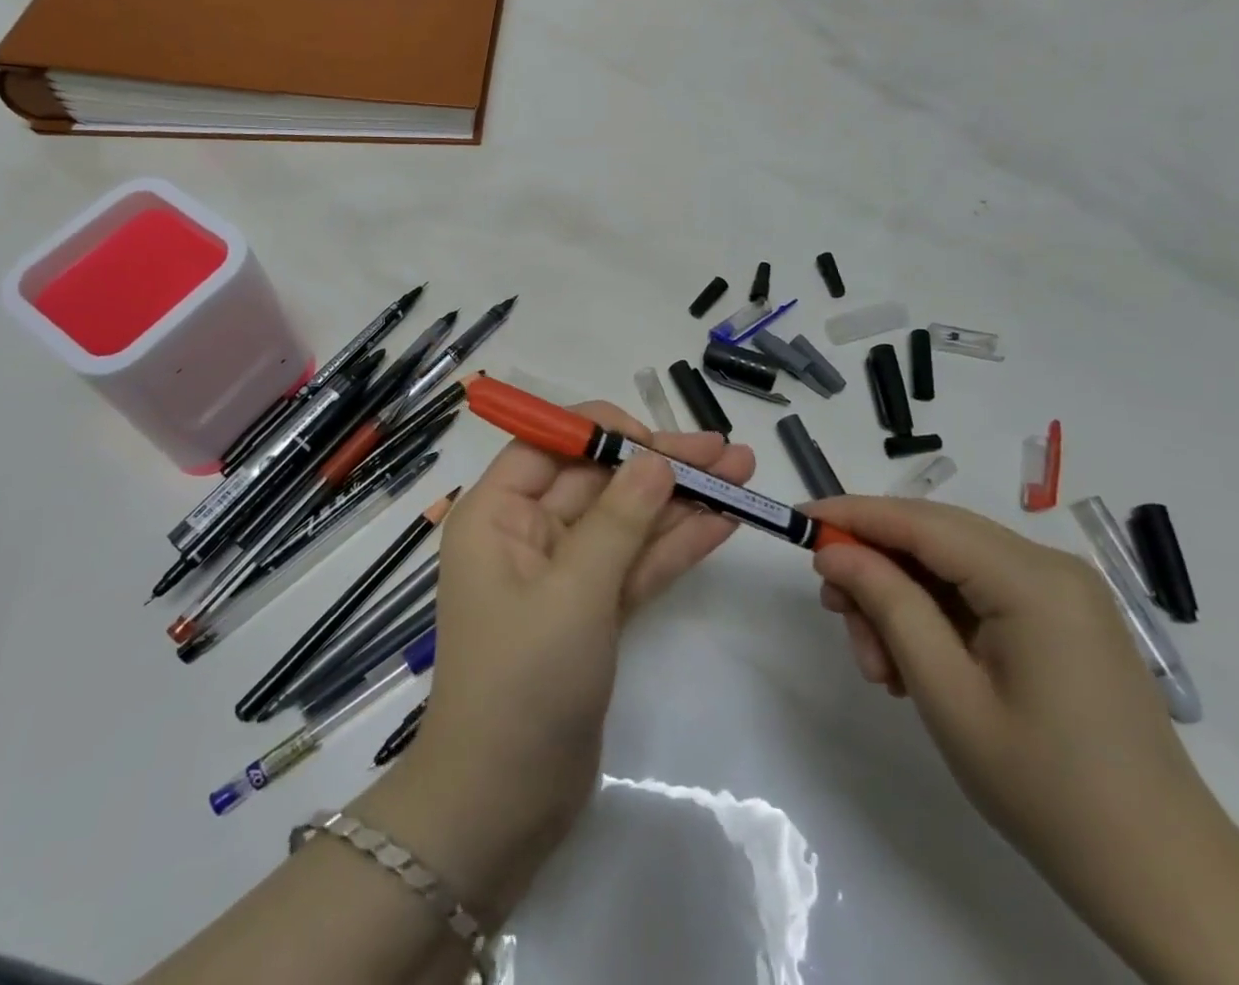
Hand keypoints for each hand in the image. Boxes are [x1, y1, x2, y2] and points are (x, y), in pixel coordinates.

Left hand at [354, 404, 748, 919]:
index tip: (659, 439)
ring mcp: (562, 574)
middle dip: (660, 465)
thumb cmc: (523, 683)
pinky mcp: (591, 611)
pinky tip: (723, 522)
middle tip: (727, 451)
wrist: (504, 805)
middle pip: (597, 481)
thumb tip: (656, 457)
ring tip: (743, 473)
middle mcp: (525, 533)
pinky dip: (675, 545)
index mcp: (496, 514)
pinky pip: (634, 565)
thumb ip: (619, 520)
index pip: (549, 446)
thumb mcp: (573, 592)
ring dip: (680, 500)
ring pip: (625, 521)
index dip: (603, 433)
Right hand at [807, 495, 1238, 980]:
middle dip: (874, 567)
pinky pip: (976, 592)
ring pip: (948, 565)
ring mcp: (1061, 593)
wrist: (1165, 880)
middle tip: (835, 614)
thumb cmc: (1047, 789)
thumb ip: (886, 604)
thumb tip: (834, 550)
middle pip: (932, 537)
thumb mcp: (946, 693)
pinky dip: (933, 616)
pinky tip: (912, 667)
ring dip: (900, 600)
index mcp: (1032, 579)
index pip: (919, 521)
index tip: (797, 520)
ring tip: (878, 665)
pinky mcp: (1061, 619)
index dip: (852, 514)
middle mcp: (1050, 567)